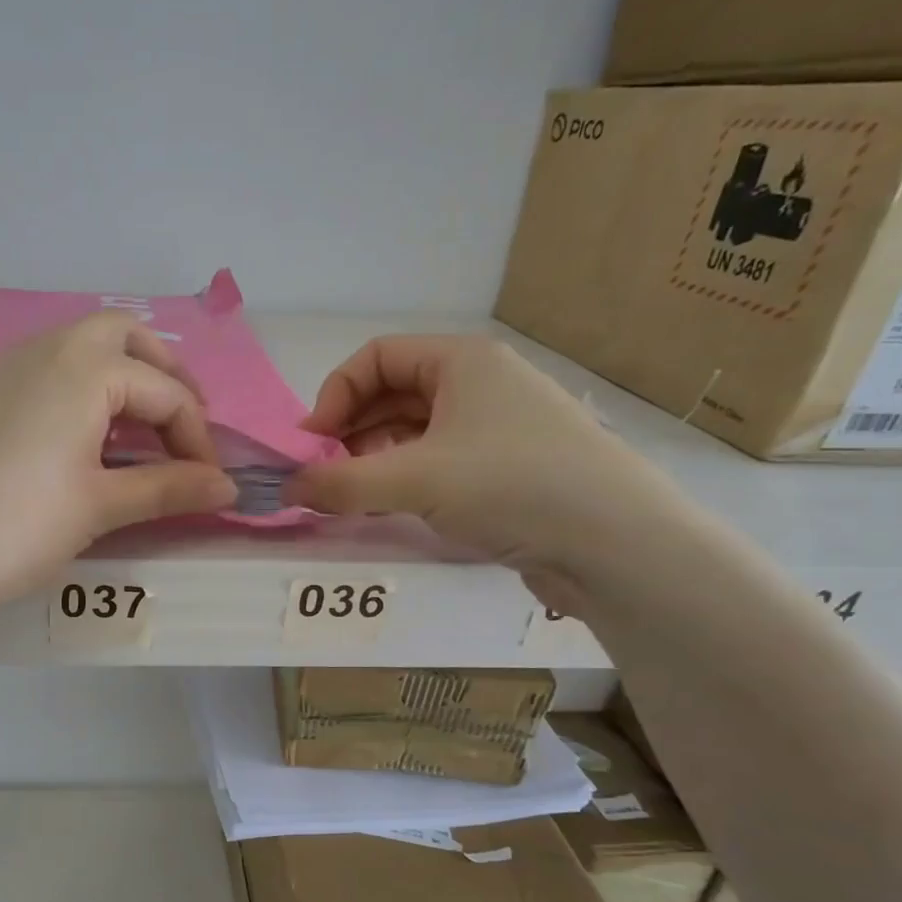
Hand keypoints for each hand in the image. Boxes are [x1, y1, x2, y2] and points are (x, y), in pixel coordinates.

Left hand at [0, 313, 238, 614]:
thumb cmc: (20, 527)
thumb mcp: (101, 507)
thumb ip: (169, 489)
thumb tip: (228, 488)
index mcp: (84, 368)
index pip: (165, 391)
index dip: (198, 437)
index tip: (209, 482)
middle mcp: (44, 349)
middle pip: (123, 336)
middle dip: (163, 374)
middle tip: (180, 425)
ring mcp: (2, 366)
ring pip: (77, 347)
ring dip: (118, 377)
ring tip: (134, 432)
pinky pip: (41, 369)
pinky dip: (76, 388)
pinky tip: (74, 437)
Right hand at [284, 335, 682, 608]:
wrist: (616, 543)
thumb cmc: (510, 485)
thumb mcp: (412, 480)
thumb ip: (338, 484)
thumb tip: (284, 491)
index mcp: (462, 361)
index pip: (375, 357)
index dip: (333, 395)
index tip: (311, 445)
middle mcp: (481, 384)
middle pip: (393, 394)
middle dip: (350, 432)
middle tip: (327, 475)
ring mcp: (498, 426)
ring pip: (415, 431)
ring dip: (375, 459)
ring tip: (356, 497)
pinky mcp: (509, 467)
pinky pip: (439, 461)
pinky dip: (406, 479)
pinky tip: (393, 509)